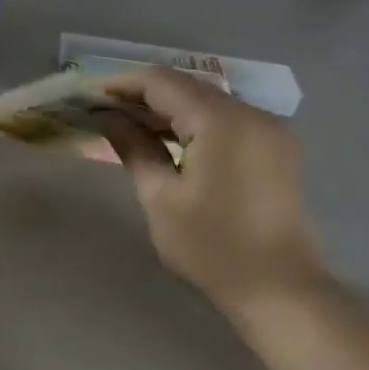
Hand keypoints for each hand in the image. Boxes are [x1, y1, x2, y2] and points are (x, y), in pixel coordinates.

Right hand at [100, 67, 327, 316]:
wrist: (278, 287)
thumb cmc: (211, 246)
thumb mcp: (160, 198)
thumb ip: (134, 148)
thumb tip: (109, 118)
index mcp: (220, 121)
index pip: (163, 82)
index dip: (123, 84)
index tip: (91, 96)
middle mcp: (250, 113)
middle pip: (187, 87)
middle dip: (144, 95)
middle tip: (104, 112)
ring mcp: (268, 129)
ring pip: (208, 101)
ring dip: (168, 109)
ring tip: (129, 126)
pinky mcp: (275, 147)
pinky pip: (226, 120)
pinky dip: (194, 123)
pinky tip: (169, 141)